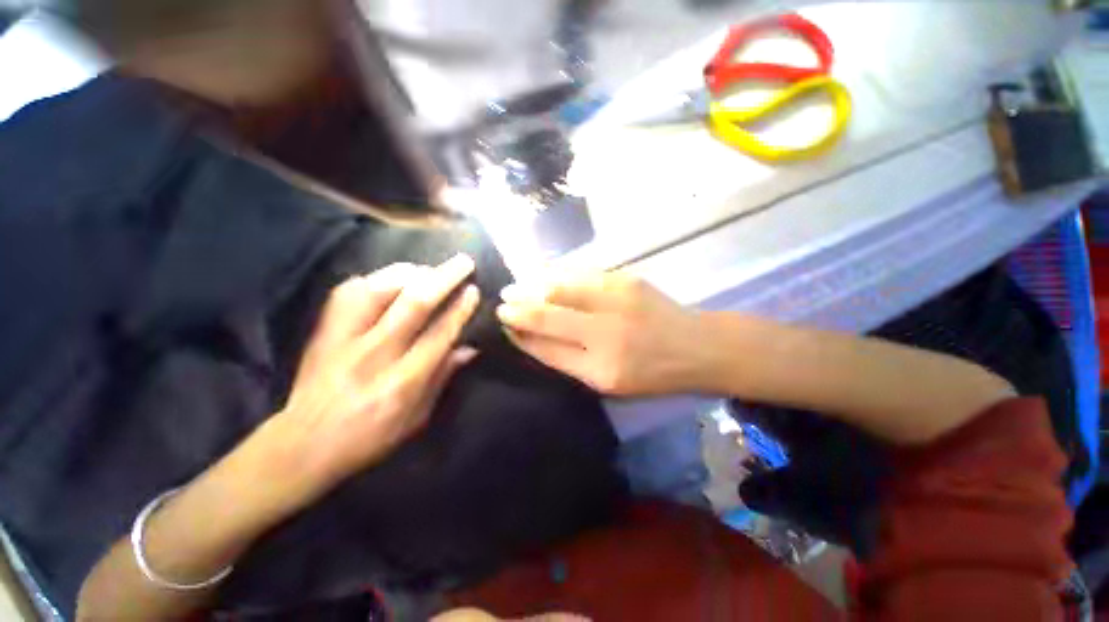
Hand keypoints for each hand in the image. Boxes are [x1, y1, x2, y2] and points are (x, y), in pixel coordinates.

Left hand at [273, 255, 479, 491]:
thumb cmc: (371, 436)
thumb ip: (443, 377)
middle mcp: (375, 355)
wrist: (304, 444)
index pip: (439, 334)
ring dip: (409, 273)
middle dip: (443, 278)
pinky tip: (388, 279)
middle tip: (462, 262)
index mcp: (403, 382)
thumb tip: (470, 347)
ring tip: (427, 269)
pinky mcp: (323, 332)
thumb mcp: (417, 417)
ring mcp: (343, 340)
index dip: (460, 309)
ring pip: (378, 290)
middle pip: (413, 305)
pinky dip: (372, 279)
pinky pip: (347, 292)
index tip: (473, 289)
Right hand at [496, 272, 704, 395]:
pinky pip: (580, 274)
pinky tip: (543, 276)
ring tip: (516, 287)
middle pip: (547, 314)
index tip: (504, 325)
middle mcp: (606, 332)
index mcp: (601, 369)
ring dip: (532, 286)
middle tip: (502, 302)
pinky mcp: (626, 279)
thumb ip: (568, 360)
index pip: (546, 347)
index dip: (520, 335)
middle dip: (518, 307)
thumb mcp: (608, 383)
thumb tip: (530, 337)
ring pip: (560, 287)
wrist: (696, 346)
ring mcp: (617, 300)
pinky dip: (556, 275)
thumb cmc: (651, 373)